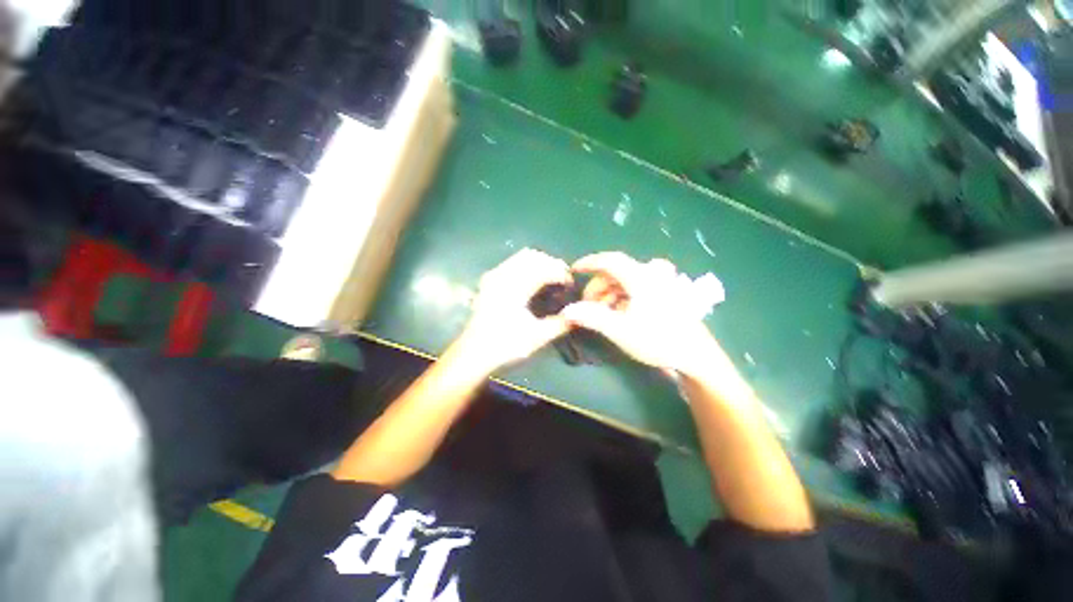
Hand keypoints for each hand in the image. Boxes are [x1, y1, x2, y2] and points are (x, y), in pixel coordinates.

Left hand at [456, 248, 572, 371]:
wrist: (472, 354)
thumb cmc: (504, 346)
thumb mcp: (536, 338)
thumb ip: (560, 324)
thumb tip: (579, 314)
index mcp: (514, 287)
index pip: (544, 268)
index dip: (561, 273)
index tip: (571, 285)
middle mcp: (502, 275)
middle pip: (533, 256)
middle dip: (551, 264)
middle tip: (563, 280)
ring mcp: (493, 276)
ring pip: (521, 257)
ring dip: (539, 263)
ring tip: (550, 279)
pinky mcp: (489, 281)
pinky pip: (512, 263)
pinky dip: (527, 266)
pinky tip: (533, 282)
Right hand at [562, 252, 724, 375]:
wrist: (695, 355)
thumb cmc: (658, 339)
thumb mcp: (620, 330)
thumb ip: (591, 317)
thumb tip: (567, 310)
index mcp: (640, 277)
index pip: (609, 261)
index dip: (589, 263)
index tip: (573, 270)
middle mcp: (651, 274)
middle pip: (616, 273)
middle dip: (597, 288)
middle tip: (587, 307)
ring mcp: (660, 283)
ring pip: (625, 282)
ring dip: (609, 295)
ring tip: (602, 315)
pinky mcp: (665, 294)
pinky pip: (636, 289)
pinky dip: (622, 299)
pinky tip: (619, 315)